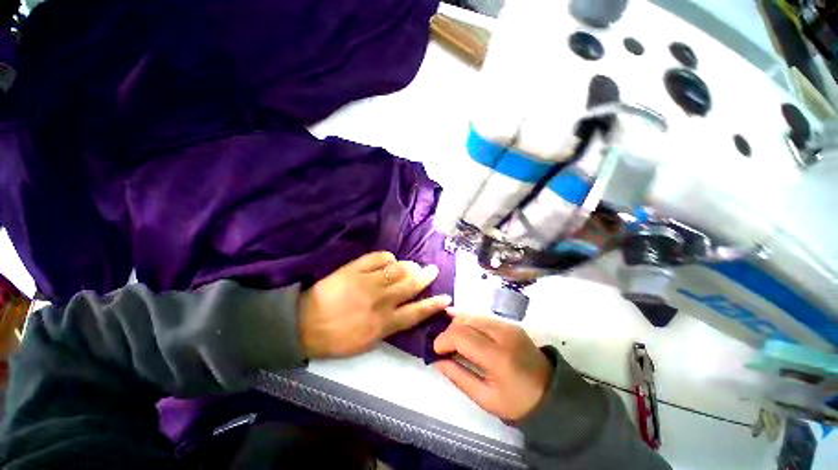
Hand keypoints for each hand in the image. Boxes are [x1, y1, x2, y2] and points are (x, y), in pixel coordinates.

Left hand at [299, 251, 450, 358]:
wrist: (304, 325)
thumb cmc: (337, 338)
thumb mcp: (367, 342)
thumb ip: (389, 326)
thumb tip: (405, 310)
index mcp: (383, 324)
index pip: (416, 312)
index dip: (433, 304)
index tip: (446, 297)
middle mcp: (380, 301)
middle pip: (410, 285)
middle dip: (425, 276)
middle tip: (432, 270)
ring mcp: (367, 283)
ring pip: (397, 269)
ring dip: (409, 266)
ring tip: (413, 265)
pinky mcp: (355, 269)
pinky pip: (378, 258)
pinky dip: (388, 258)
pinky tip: (390, 261)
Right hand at [433, 311, 552, 420]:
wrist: (552, 393)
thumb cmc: (518, 402)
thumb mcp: (485, 399)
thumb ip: (458, 377)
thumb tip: (436, 360)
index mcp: (498, 356)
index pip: (461, 335)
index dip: (443, 339)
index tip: (435, 350)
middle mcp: (503, 334)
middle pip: (465, 321)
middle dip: (448, 331)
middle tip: (443, 346)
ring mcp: (508, 325)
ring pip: (472, 315)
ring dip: (457, 324)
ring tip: (451, 338)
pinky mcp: (510, 323)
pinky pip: (482, 316)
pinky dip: (469, 321)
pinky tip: (462, 328)